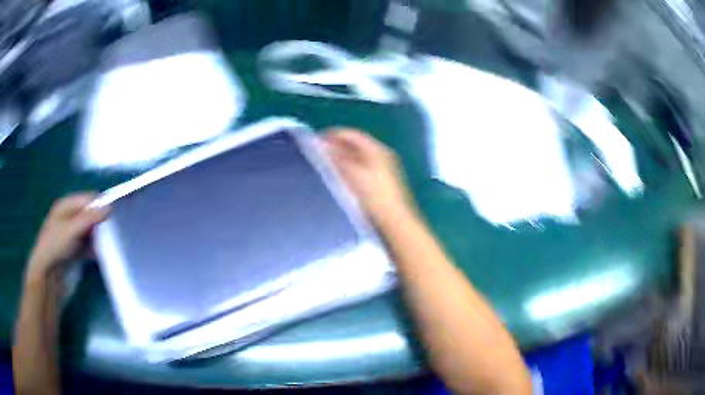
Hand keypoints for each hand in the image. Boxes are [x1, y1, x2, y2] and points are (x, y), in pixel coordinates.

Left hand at [26, 193, 108, 284]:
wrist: (48, 276)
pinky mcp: (76, 252)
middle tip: (114, 231)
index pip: (88, 199)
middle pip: (90, 214)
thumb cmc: (56, 247)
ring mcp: (73, 236)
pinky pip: (90, 246)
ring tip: (111, 244)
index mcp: (66, 206)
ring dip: (100, 237)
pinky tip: (103, 254)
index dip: (101, 204)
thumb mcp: (72, 229)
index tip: (115, 215)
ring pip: (91, 231)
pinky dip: (97, 249)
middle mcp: (70, 218)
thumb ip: (90, 217)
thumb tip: (111, 207)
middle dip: (101, 221)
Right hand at [324, 128, 415, 226]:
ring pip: (357, 157)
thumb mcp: (352, 174)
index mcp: (377, 149)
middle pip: (354, 145)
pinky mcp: (381, 182)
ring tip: (323, 166)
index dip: (331, 135)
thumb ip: (335, 157)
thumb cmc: (374, 196)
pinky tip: (338, 179)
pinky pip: (360, 169)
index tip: (313, 142)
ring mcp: (383, 169)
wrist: (395, 222)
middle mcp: (381, 155)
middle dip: (335, 147)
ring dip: (340, 159)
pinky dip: (348, 169)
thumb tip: (318, 143)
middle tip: (315, 154)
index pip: (351, 134)